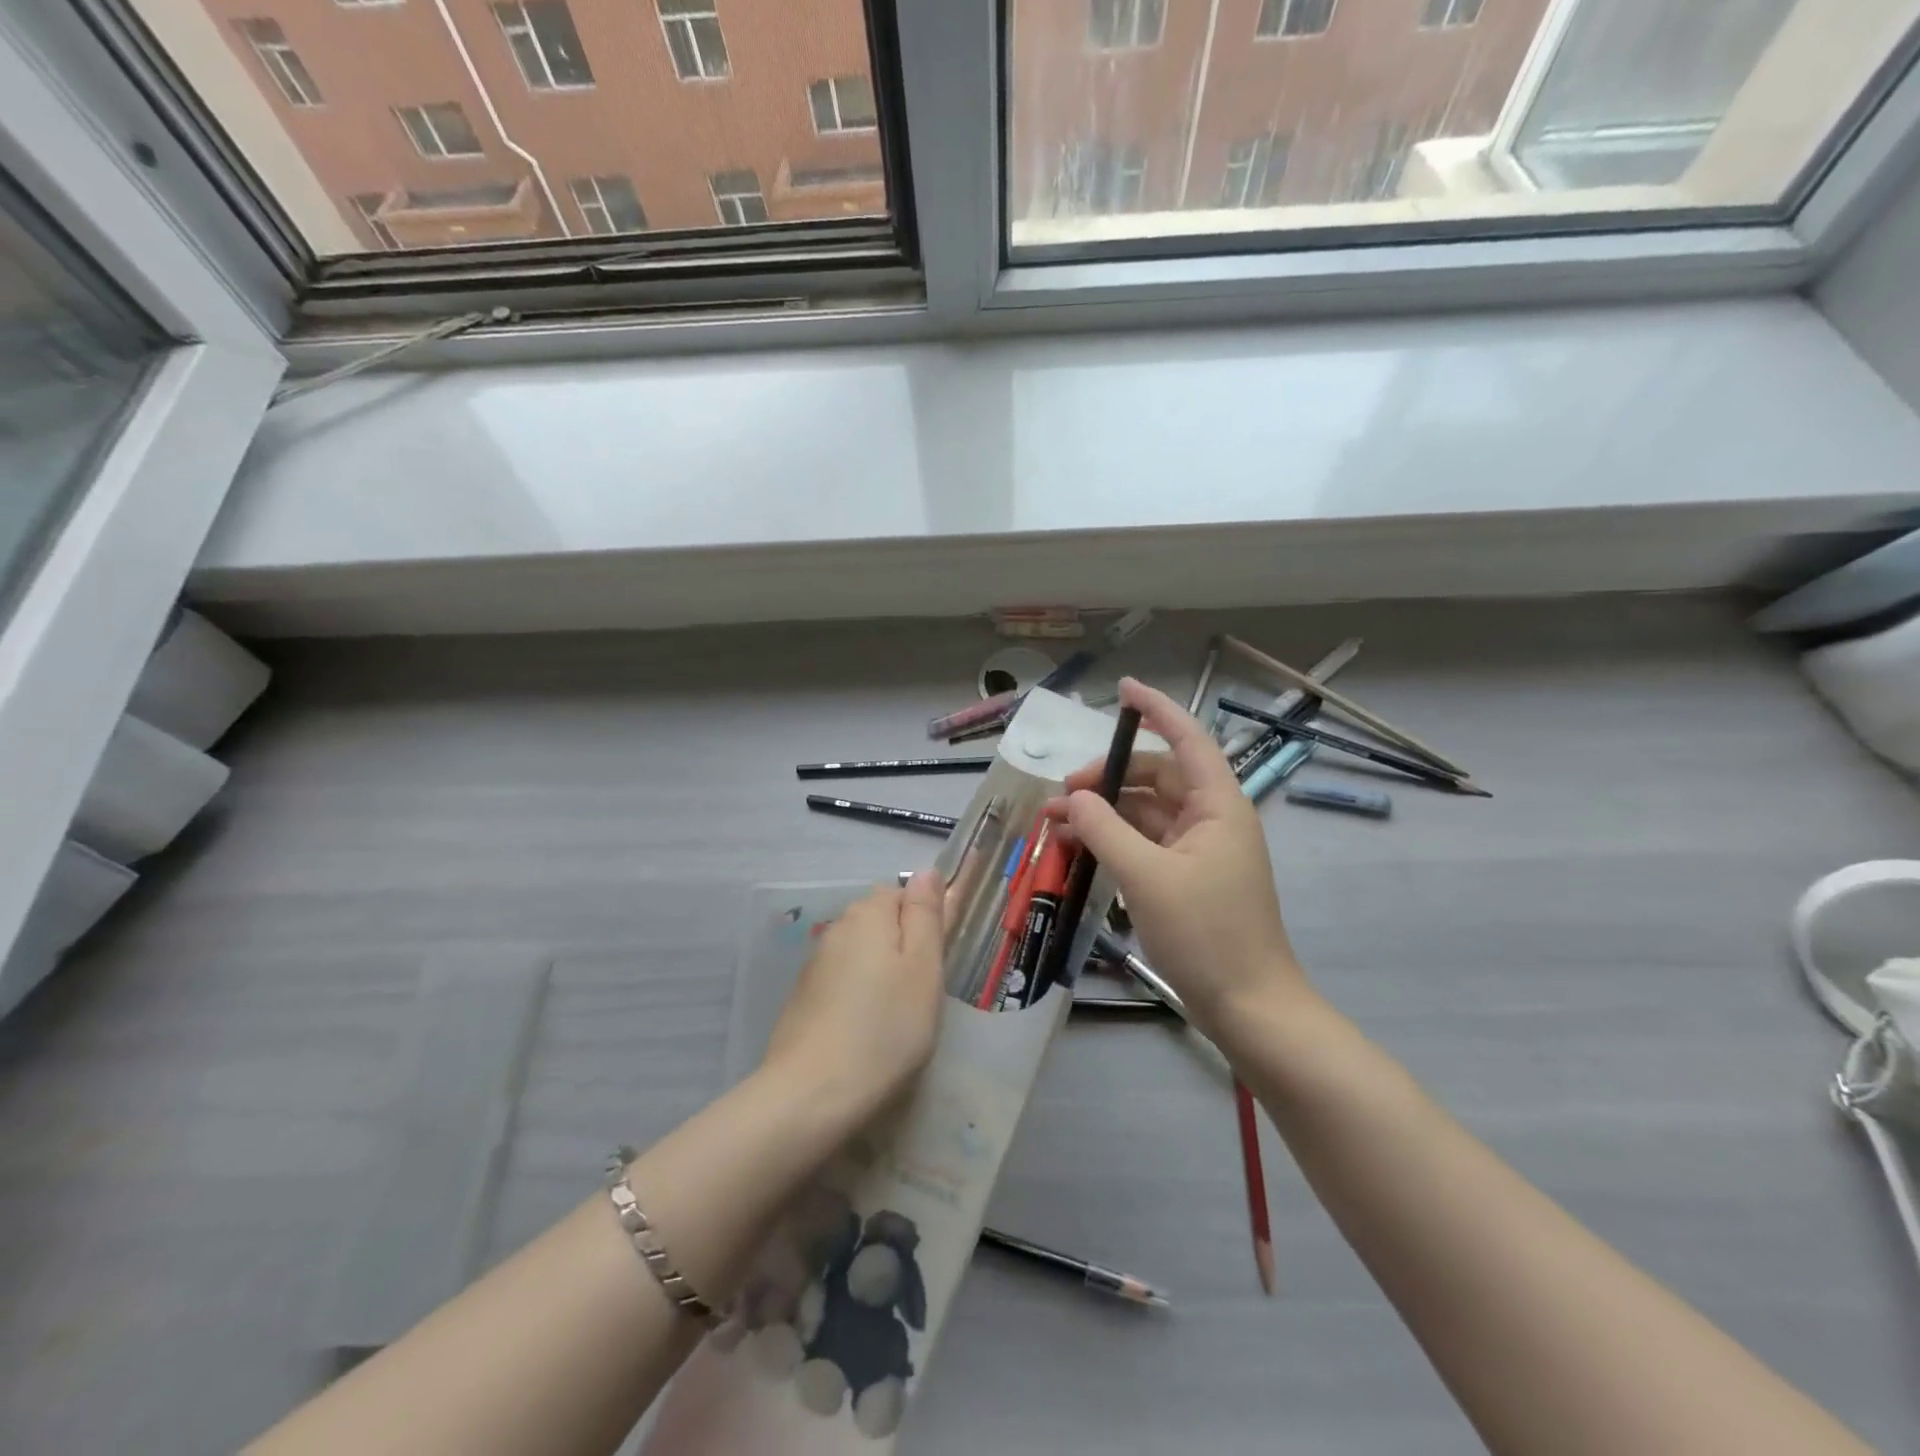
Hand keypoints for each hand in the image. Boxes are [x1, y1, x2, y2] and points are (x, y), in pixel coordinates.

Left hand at [761, 871, 945, 1126]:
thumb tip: (927, 871)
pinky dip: (858, 996)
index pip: (904, 892)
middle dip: (904, 946)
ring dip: (881, 972)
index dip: (925, 921)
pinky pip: (843, 980)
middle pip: (881, 921)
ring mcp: (816, 963)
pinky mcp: (804, 997)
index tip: (937, 961)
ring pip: (862, 952)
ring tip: (897, 1017)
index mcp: (869, 913)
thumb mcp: (924, 968)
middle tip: (922, 993)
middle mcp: (838, 928)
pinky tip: (866, 1030)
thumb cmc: (886, 1028)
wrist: (811, 1094)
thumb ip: (926, 914)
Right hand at [1054, 677, 1315, 1037]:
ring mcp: (1198, 851)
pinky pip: (1144, 844)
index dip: (1156, 709)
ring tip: (1055, 822)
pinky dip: (1112, 841)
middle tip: (1063, 793)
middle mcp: (1210, 819)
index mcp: (1217, 805)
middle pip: (1156, 777)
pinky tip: (1077, 848)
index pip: (1187, 739)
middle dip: (1109, 778)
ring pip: (1145, 813)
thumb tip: (1073, 798)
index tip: (1122, 690)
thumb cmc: (1206, 933)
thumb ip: (1105, 830)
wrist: (1247, 1006)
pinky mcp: (1186, 879)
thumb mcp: (1146, 877)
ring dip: (1103, 813)